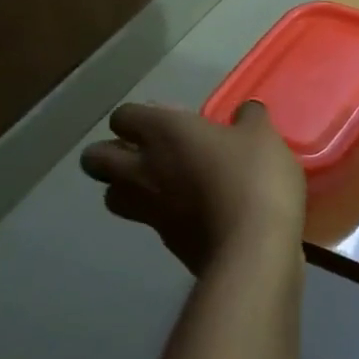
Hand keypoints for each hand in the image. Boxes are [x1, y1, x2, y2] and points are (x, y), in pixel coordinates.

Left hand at [80, 101, 304, 272]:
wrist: (253, 247)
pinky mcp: (164, 241)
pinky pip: (146, 221)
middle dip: (110, 153)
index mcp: (164, 132)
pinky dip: (159, 215)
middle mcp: (143, 168)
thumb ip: (249, 119)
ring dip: (125, 187)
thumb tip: (245, 111)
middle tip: (144, 153)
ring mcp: (148, 208)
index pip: (123, 116)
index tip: (168, 120)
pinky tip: (191, 212)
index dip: (139, 118)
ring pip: (110, 195)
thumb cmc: (254, 178)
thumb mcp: (263, 137)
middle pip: (95, 158)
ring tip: (160, 185)